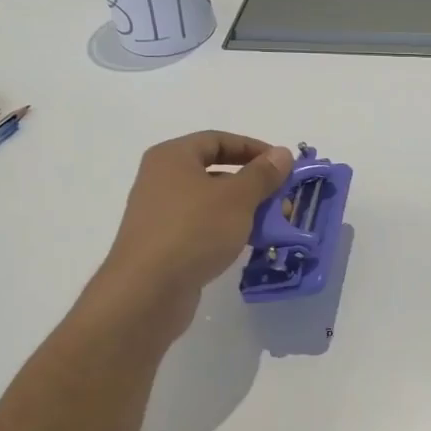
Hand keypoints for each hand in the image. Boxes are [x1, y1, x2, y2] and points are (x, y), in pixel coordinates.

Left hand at [84, 132, 291, 341]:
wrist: (147, 291)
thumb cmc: (194, 231)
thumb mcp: (237, 198)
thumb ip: (262, 174)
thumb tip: (282, 153)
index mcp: (172, 157)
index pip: (217, 140)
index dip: (252, 148)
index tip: (282, 165)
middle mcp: (161, 180)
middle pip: (214, 171)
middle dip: (252, 184)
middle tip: (281, 199)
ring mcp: (160, 214)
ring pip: (210, 202)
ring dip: (243, 210)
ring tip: (271, 225)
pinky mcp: (163, 244)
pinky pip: (201, 227)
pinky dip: (226, 230)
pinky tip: (246, 245)